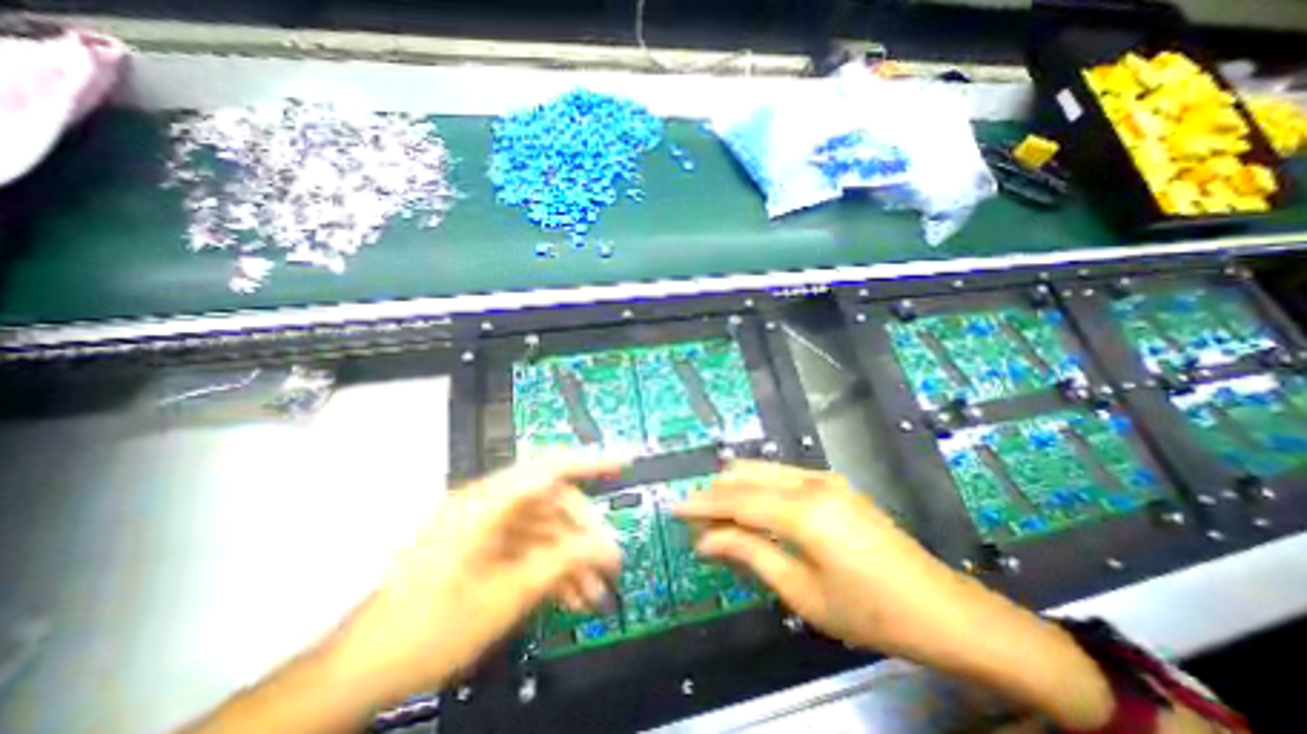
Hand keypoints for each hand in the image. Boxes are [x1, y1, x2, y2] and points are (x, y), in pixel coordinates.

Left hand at [326, 455, 621, 703]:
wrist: (363, 670)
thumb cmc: (427, 630)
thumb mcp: (503, 597)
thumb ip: (559, 562)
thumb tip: (606, 545)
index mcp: (484, 504)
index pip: (547, 467)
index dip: (589, 462)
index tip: (623, 464)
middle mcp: (488, 505)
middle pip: (552, 501)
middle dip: (584, 531)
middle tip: (609, 560)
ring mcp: (487, 526)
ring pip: (545, 527)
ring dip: (572, 556)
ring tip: (594, 591)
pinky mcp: (487, 545)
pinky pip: (530, 545)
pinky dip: (552, 566)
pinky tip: (572, 595)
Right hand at [674, 460, 968, 660]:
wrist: (943, 610)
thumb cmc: (870, 612)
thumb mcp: (802, 593)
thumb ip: (750, 554)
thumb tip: (706, 540)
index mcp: (802, 511)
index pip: (736, 499)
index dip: (702, 504)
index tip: (674, 508)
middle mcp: (809, 482)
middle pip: (745, 476)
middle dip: (715, 495)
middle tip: (696, 522)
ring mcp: (823, 478)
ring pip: (761, 470)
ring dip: (734, 489)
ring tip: (717, 517)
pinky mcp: (832, 483)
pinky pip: (780, 476)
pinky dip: (757, 489)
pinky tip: (750, 509)